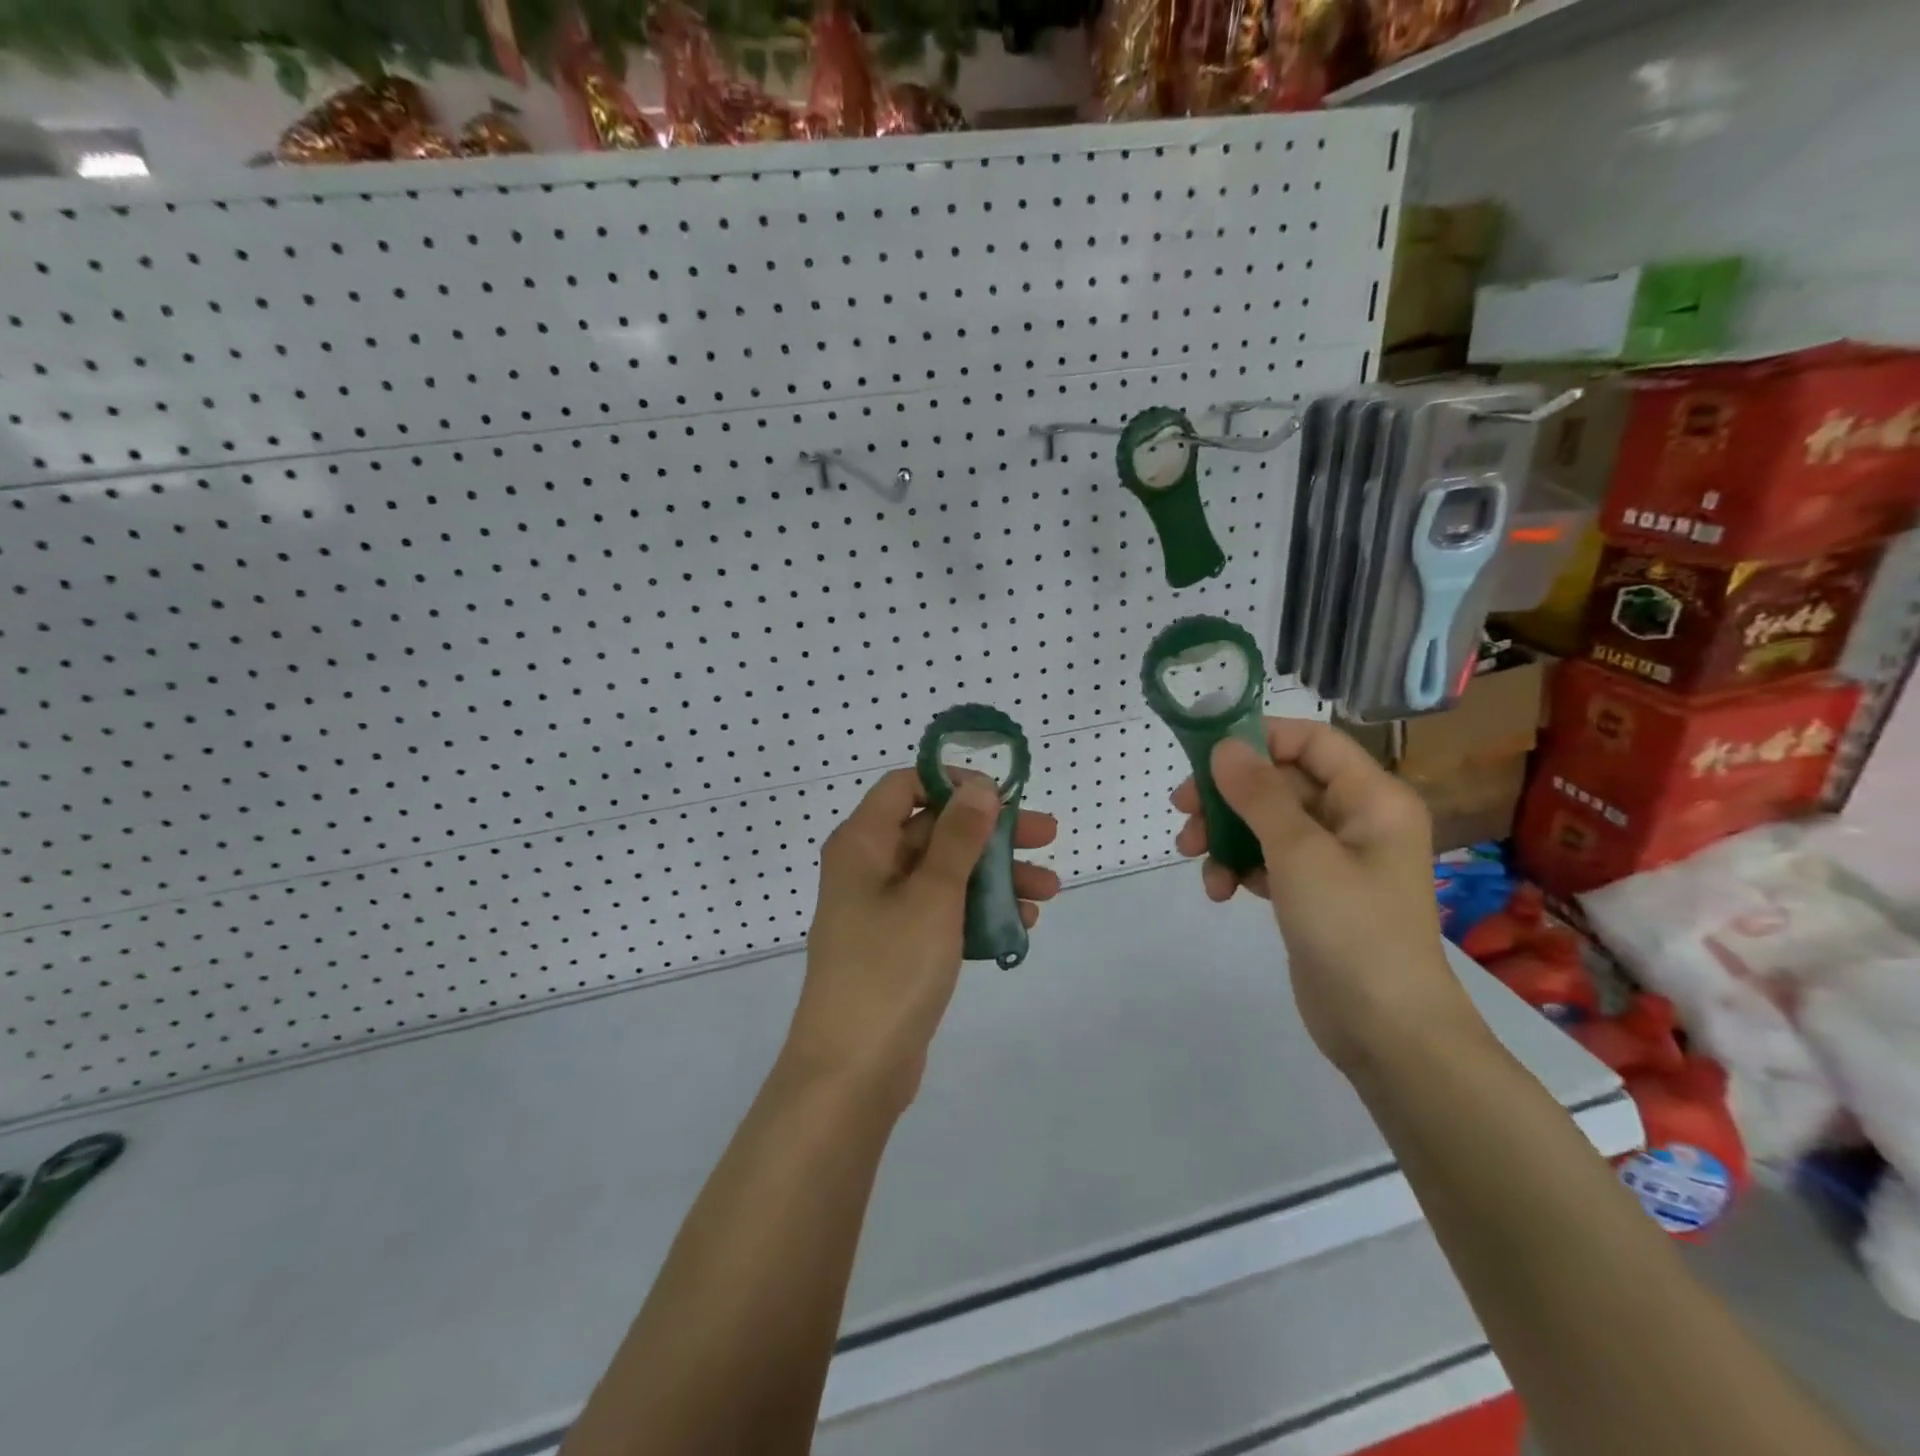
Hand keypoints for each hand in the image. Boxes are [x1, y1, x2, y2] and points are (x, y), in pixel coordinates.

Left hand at [786, 768, 1059, 1107]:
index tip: (1001, 795)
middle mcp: (868, 867)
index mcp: (863, 843)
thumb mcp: (933, 895)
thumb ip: (958, 837)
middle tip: (1048, 836)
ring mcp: (882, 909)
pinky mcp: (898, 946)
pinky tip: (1023, 922)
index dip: (953, 784)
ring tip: (1051, 890)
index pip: (905, 785)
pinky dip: (978, 911)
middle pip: (934, 829)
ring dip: (995, 875)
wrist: (852, 1072)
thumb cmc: (890, 969)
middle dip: (991, 833)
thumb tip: (978, 786)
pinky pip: (942, 912)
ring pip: (945, 873)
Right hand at [1173, 718, 1480, 1071]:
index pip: (1310, 741)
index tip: (1204, 755)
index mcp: (1371, 797)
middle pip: (1280, 783)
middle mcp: (1355, 819)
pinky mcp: (1313, 893)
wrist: (1386, 1029)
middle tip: (1182, 811)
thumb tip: (1224, 747)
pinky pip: (1268, 860)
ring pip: (1266, 823)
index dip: (1258, 739)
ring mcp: (1334, 859)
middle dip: (1228, 796)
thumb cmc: (1352, 928)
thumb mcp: (1299, 853)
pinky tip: (1221, 891)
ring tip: (1196, 860)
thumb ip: (1259, 794)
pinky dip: (1240, 867)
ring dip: (1226, 835)